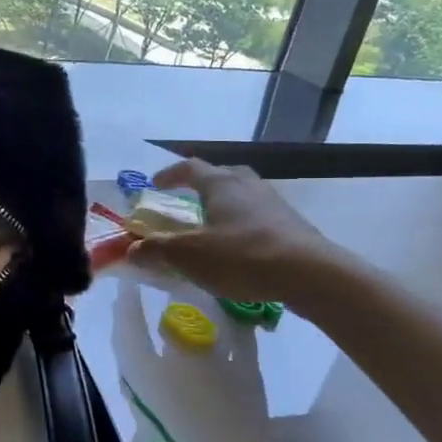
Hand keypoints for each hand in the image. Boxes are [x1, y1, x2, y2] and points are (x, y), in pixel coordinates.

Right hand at [126, 159, 348, 314]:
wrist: (310, 274)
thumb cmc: (241, 256)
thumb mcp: (189, 256)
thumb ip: (157, 250)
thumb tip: (131, 249)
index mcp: (220, 183)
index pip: (190, 167)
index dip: (169, 174)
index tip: (155, 185)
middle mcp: (247, 185)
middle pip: (221, 175)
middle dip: (201, 186)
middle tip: (188, 203)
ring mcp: (274, 203)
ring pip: (243, 195)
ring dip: (225, 206)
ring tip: (214, 228)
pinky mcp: (292, 225)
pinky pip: (260, 217)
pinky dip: (244, 225)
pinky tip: (241, 249)